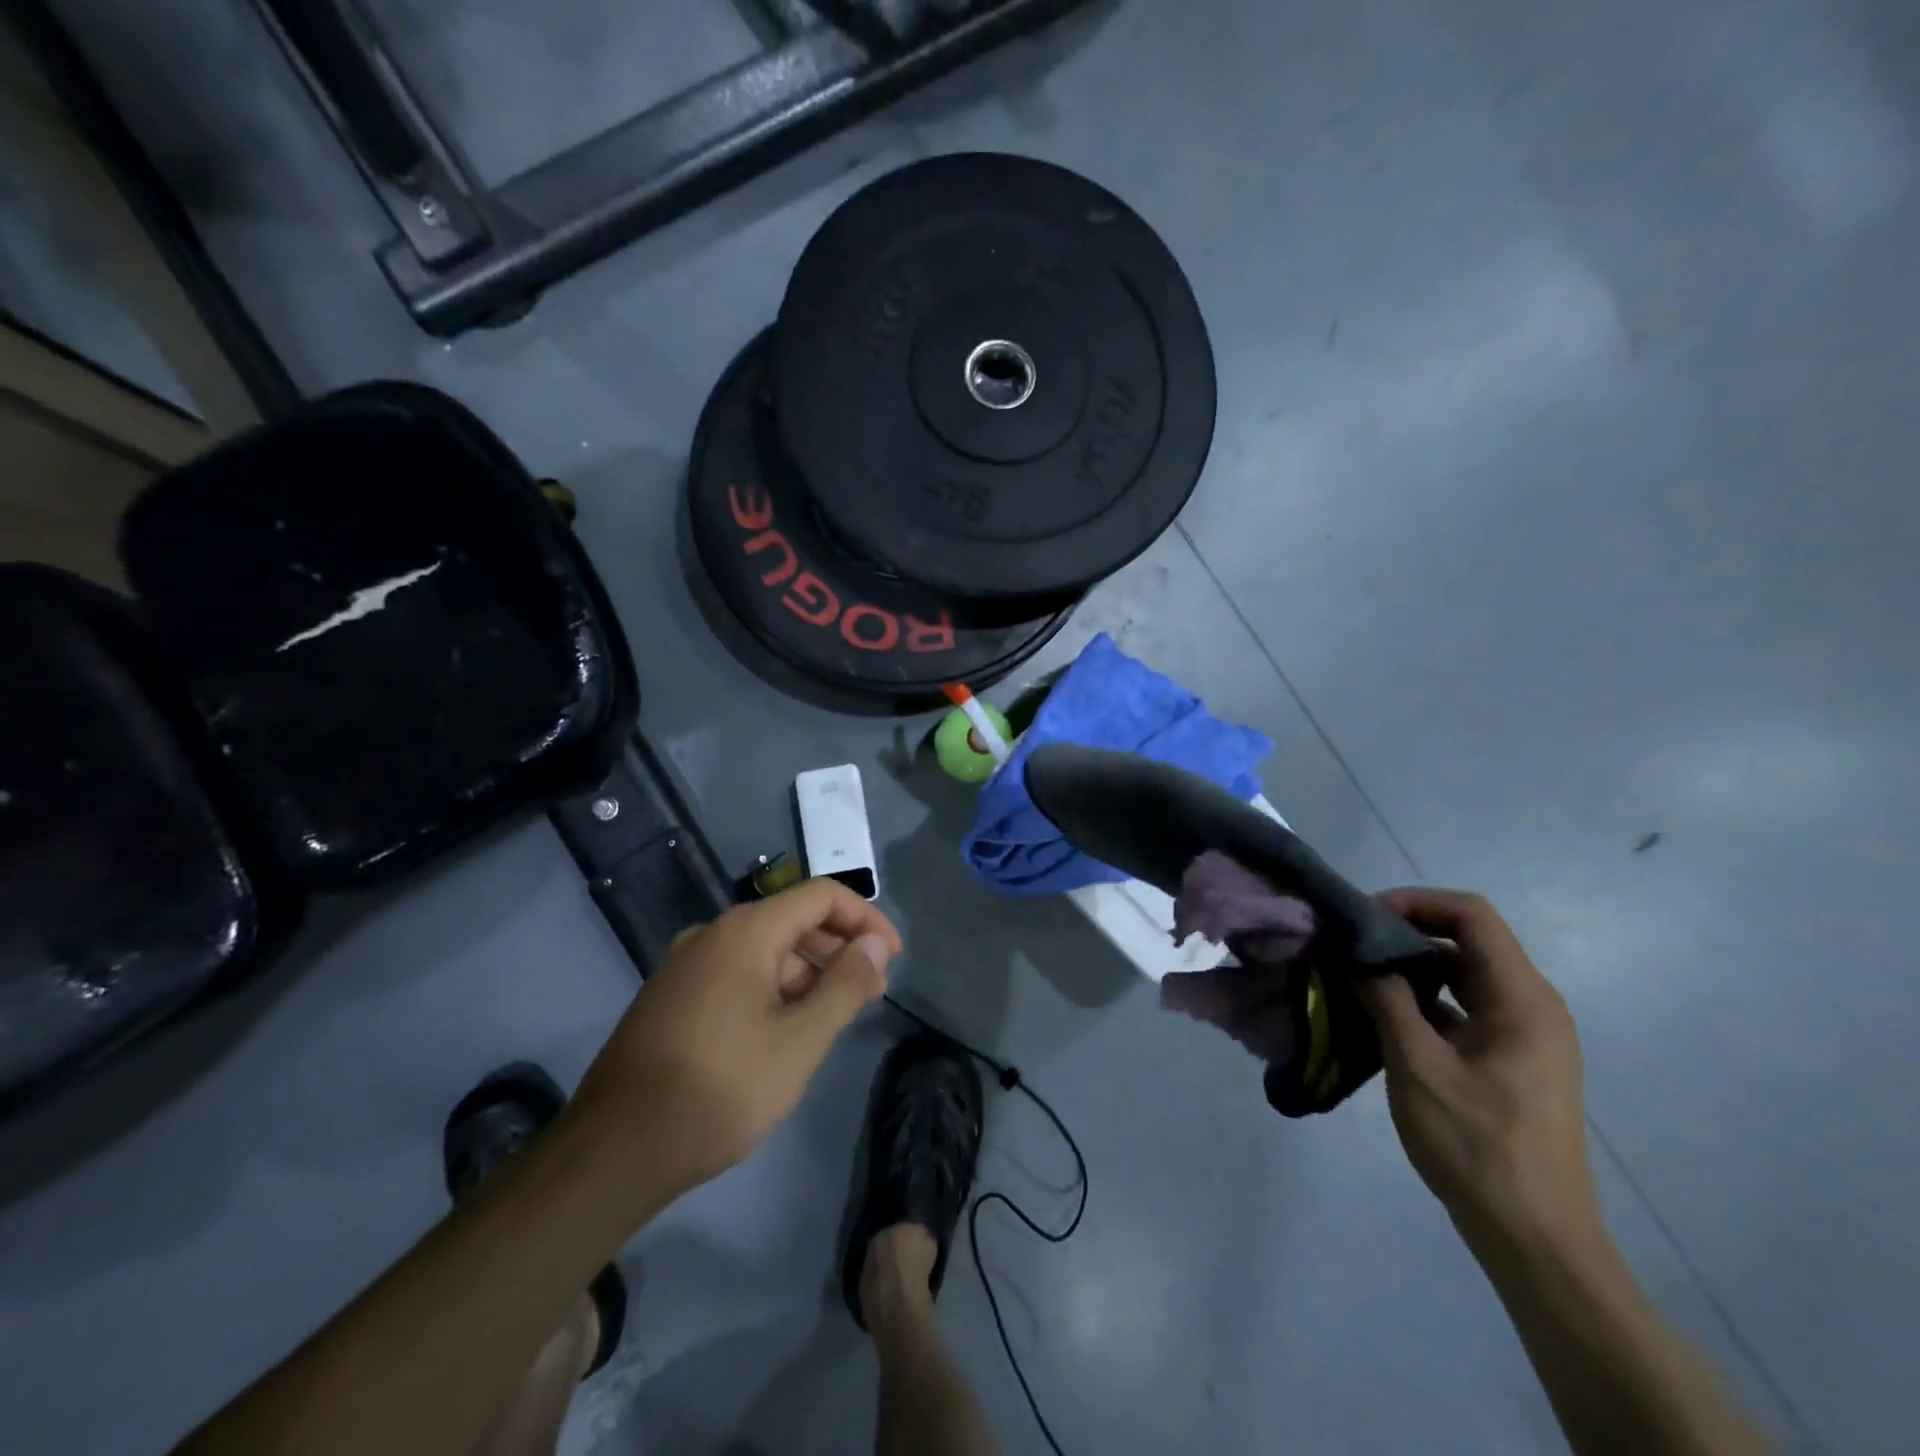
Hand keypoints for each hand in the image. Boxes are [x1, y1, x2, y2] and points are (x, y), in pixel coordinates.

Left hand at [568, 880, 899, 1204]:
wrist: (611, 1153)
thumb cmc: (718, 1090)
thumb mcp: (799, 1041)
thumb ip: (846, 985)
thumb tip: (875, 944)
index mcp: (745, 931)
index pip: (822, 896)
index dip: (866, 919)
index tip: (892, 958)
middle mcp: (712, 934)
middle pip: (793, 919)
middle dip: (839, 948)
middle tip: (871, 992)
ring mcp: (685, 965)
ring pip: (765, 949)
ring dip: (807, 972)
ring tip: (832, 1018)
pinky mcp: (671, 997)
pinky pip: (737, 973)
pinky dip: (773, 988)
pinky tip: (783, 1031)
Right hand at [1359, 888, 1600, 1257]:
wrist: (1534, 1238)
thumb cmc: (1476, 1146)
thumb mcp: (1417, 1065)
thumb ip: (1386, 997)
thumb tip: (1357, 952)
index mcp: (1522, 999)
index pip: (1472, 916)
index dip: (1417, 902)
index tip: (1364, 917)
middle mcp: (1532, 1006)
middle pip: (1469, 940)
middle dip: (1408, 931)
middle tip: (1352, 943)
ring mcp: (1525, 1035)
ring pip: (1464, 974)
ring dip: (1413, 966)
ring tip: (1359, 973)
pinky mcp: (1512, 1060)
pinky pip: (1466, 1007)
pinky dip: (1425, 999)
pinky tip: (1382, 1013)